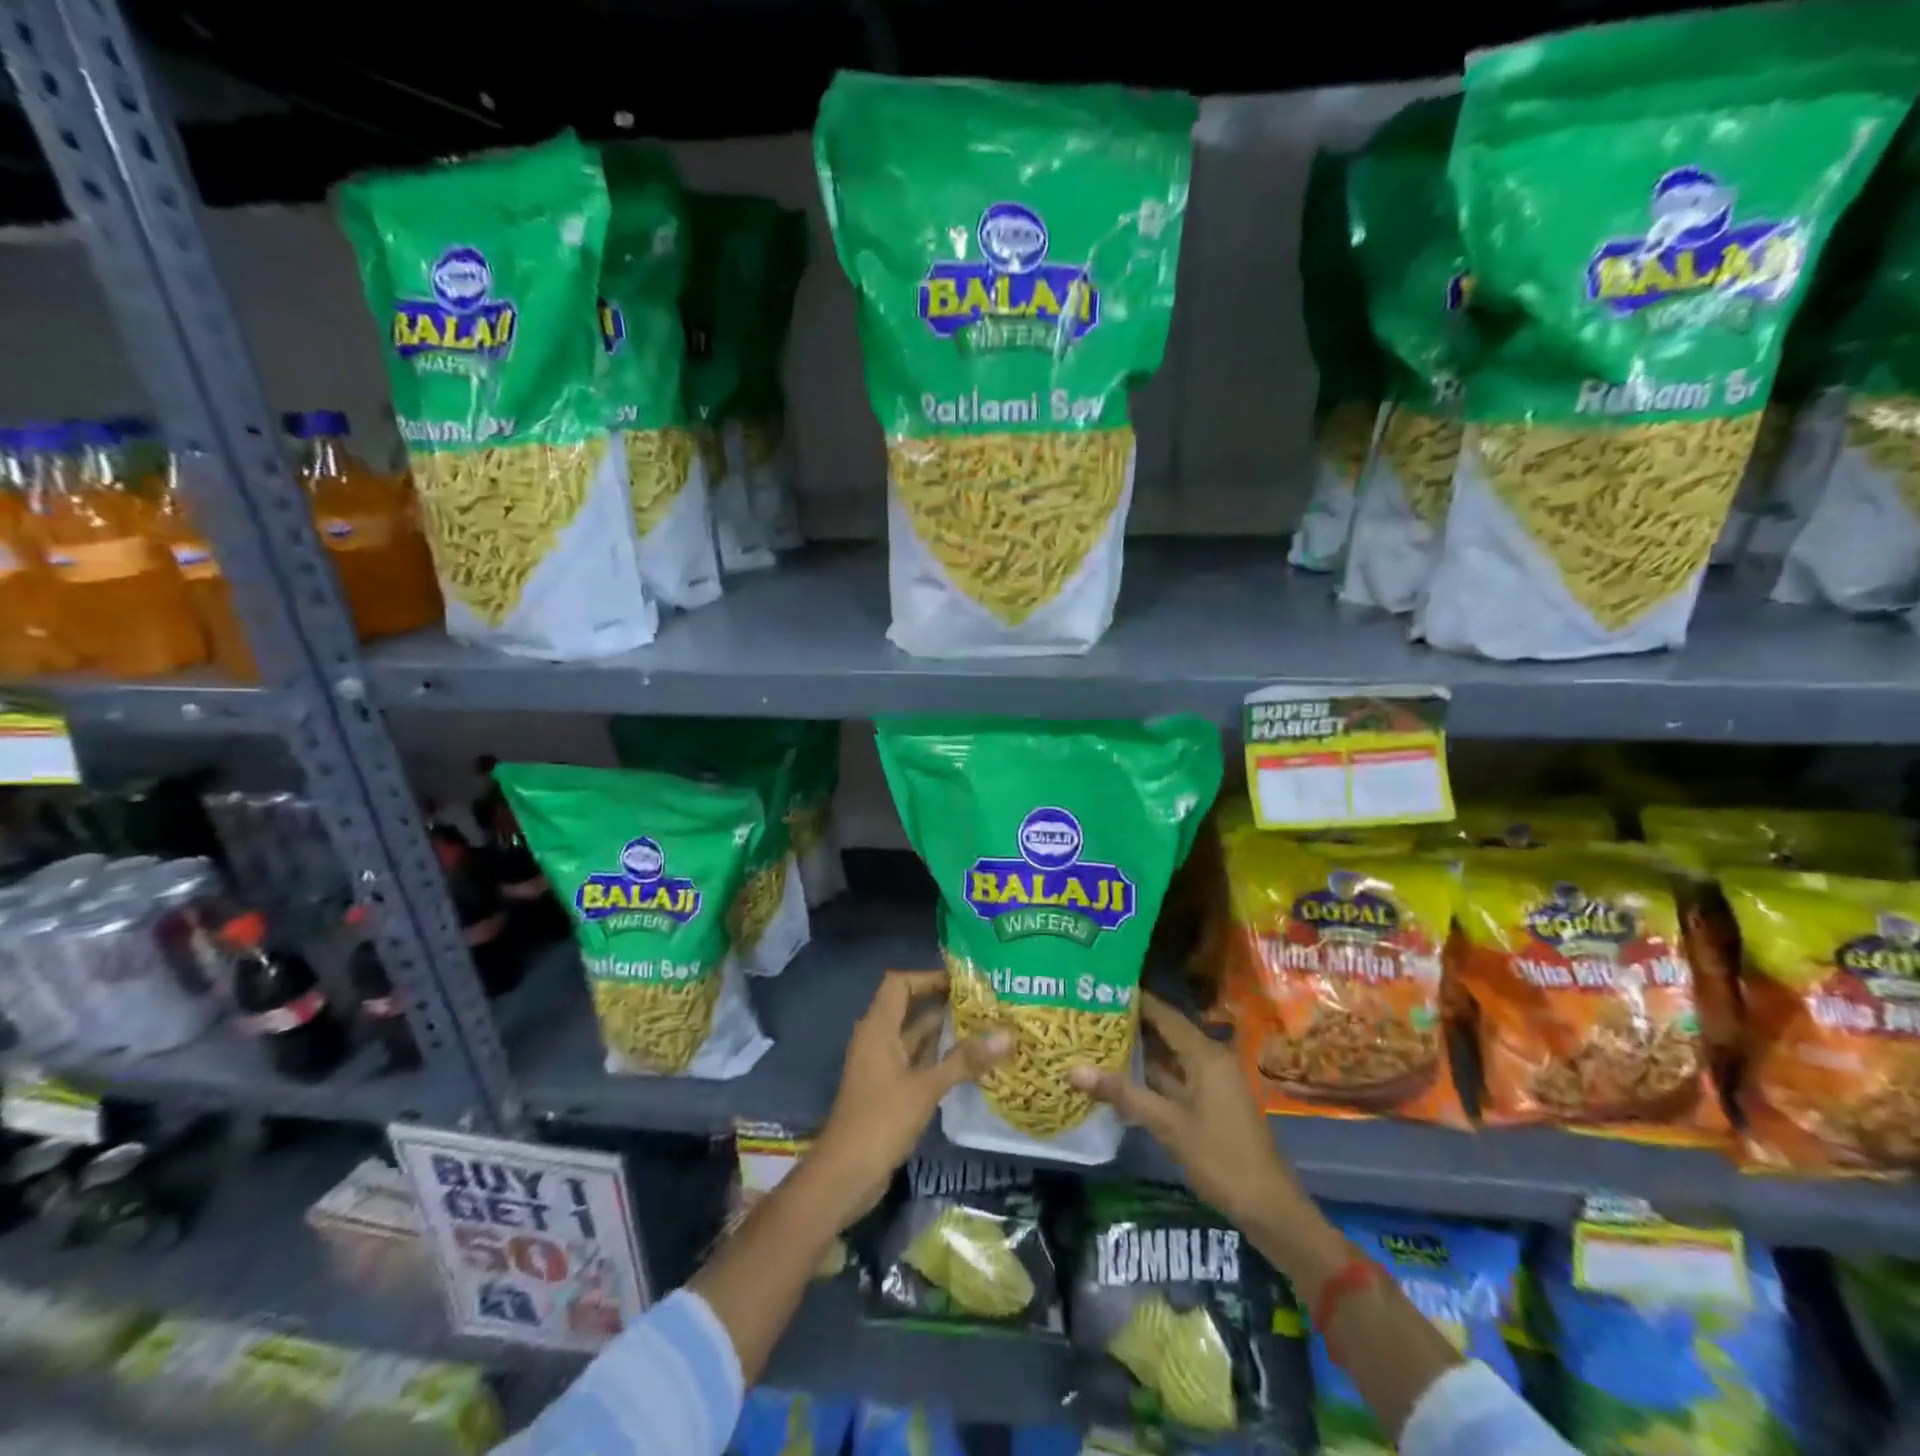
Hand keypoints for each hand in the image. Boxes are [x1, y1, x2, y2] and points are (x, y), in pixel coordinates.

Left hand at [810, 969, 1010, 1227]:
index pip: (899, 983)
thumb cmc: (881, 1120)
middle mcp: (878, 1039)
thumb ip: (964, 1061)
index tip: (962, 982)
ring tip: (985, 1028)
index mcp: (878, 1028)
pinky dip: (939, 1058)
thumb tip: (1006, 1036)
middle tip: (984, 1003)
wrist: (845, 1175)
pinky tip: (970, 1064)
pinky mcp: (889, 1089)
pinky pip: (916, 1061)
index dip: (928, 977)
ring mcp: (882, 1065)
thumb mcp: (926, 1088)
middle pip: (910, 1008)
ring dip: (945, 1033)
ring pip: (916, 1037)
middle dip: (944, 1004)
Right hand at [1070, 991, 1301, 1226]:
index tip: (1098, 989)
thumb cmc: (1221, 1158)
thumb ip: (1123, 1094)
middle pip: (1164, 1032)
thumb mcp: (1168, 1125)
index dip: (1133, 1000)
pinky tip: (1118, 1079)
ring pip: (1167, 1058)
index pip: (1163, 1014)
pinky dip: (1148, 1077)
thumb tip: (1073, 1069)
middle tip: (1088, 1015)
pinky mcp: (1208, 1104)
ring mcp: (1209, 1083)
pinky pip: (1173, 1079)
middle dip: (1129, 1025)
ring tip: (1094, 1040)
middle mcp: (1208, 1059)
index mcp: (1205, 1054)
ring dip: (1137, 1053)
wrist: (1269, 1208)